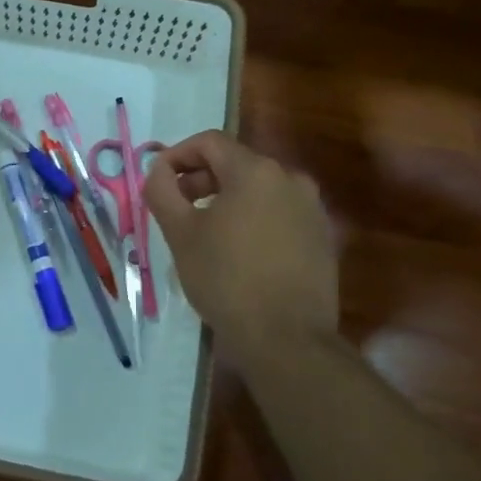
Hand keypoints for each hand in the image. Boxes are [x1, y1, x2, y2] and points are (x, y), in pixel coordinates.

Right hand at [144, 131, 341, 363]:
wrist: (287, 338)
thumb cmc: (226, 279)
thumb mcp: (180, 234)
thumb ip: (162, 190)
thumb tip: (158, 170)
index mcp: (255, 171)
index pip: (209, 142)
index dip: (177, 155)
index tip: (158, 181)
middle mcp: (290, 179)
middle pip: (236, 163)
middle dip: (200, 179)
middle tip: (176, 208)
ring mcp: (312, 208)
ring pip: (259, 189)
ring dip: (226, 199)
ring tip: (205, 232)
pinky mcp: (322, 237)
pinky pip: (279, 213)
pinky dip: (253, 218)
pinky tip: (238, 251)